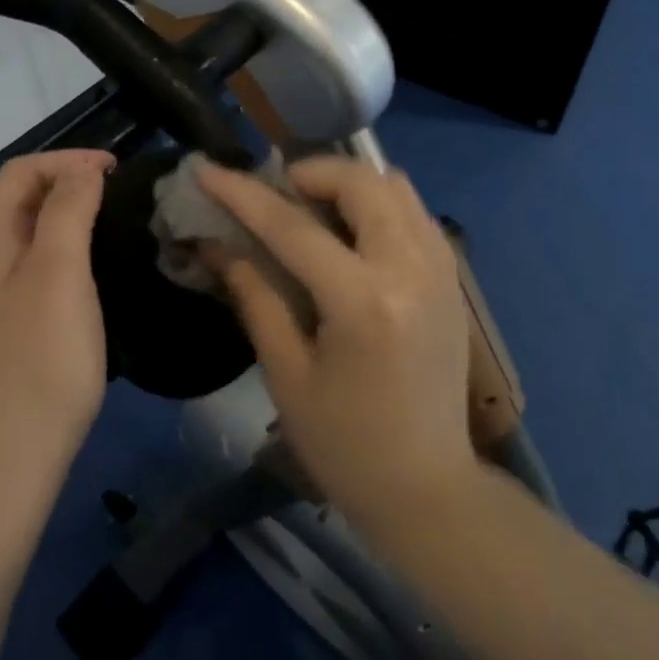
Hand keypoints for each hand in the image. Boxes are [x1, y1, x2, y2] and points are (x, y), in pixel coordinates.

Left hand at [0, 150, 113, 487]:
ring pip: (25, 240)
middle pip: (18, 202)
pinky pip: (30, 275)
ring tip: (109, 228)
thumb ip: (67, 210)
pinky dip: (61, 258)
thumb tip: (81, 170)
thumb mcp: (58, 273)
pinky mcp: (1, 337)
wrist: (4, 461)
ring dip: (64, 220)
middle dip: (65, 184)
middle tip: (117, 195)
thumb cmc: (39, 360)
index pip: (20, 173)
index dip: (67, 159)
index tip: (117, 170)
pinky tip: (87, 283)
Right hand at [197, 157, 476, 529]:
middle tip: (273, 195)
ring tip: (310, 208)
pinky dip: (378, 203)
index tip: (206, 169)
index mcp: (363, 302)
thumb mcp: (286, 374)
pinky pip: (414, 212)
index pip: (292, 226)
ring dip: (346, 183)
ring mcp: (441, 270)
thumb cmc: (344, 445)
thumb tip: (216, 244)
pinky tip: (350, 233)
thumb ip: (254, 296)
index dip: (242, 194)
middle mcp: (411, 270)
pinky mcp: (452, 279)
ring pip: (396, 186)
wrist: (428, 490)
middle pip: (360, 182)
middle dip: (308, 173)